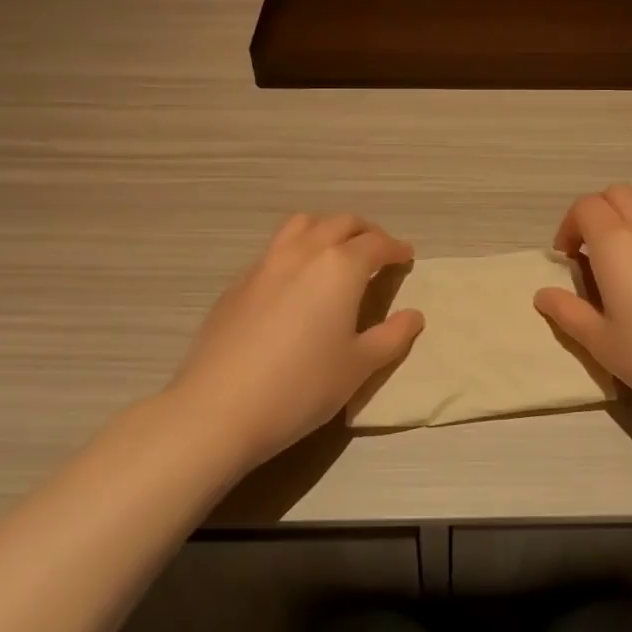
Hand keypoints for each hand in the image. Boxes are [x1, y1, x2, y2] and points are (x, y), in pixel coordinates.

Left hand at [167, 214, 423, 472]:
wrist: (218, 409)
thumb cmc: (301, 386)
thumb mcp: (359, 366)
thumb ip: (392, 336)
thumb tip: (413, 315)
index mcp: (340, 267)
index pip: (376, 243)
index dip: (395, 248)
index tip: (406, 256)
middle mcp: (304, 252)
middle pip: (340, 222)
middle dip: (365, 231)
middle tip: (377, 251)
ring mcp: (265, 263)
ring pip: (302, 225)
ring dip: (327, 229)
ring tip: (336, 253)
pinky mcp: (238, 283)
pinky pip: (275, 250)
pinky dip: (296, 251)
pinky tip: (295, 283)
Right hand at [534, 186, 631, 439]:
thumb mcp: (604, 344)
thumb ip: (570, 313)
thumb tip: (543, 294)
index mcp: (616, 243)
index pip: (585, 207)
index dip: (569, 227)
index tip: (568, 259)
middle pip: (617, 194)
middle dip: (598, 214)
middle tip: (594, 254)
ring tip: (631, 253)